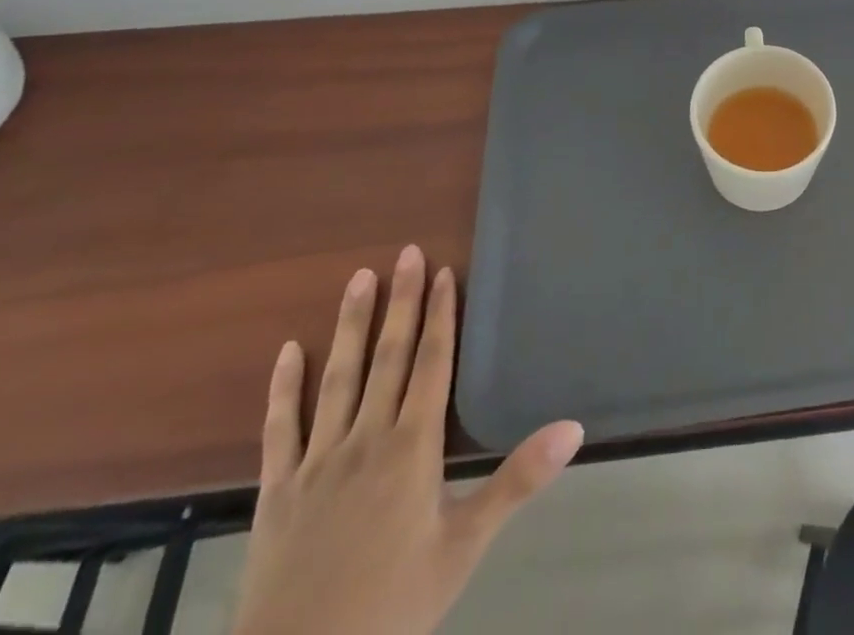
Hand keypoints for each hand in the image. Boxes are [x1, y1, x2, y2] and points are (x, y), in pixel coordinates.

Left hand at [232, 246, 582, 634]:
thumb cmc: (393, 607)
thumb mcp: (465, 546)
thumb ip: (518, 480)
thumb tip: (574, 427)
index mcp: (412, 447)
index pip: (431, 363)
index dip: (439, 315)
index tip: (441, 272)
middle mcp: (367, 438)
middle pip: (388, 356)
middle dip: (400, 302)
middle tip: (405, 253)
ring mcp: (318, 460)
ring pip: (338, 377)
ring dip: (350, 325)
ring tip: (359, 278)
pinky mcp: (278, 489)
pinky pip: (281, 427)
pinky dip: (285, 387)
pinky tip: (289, 351)